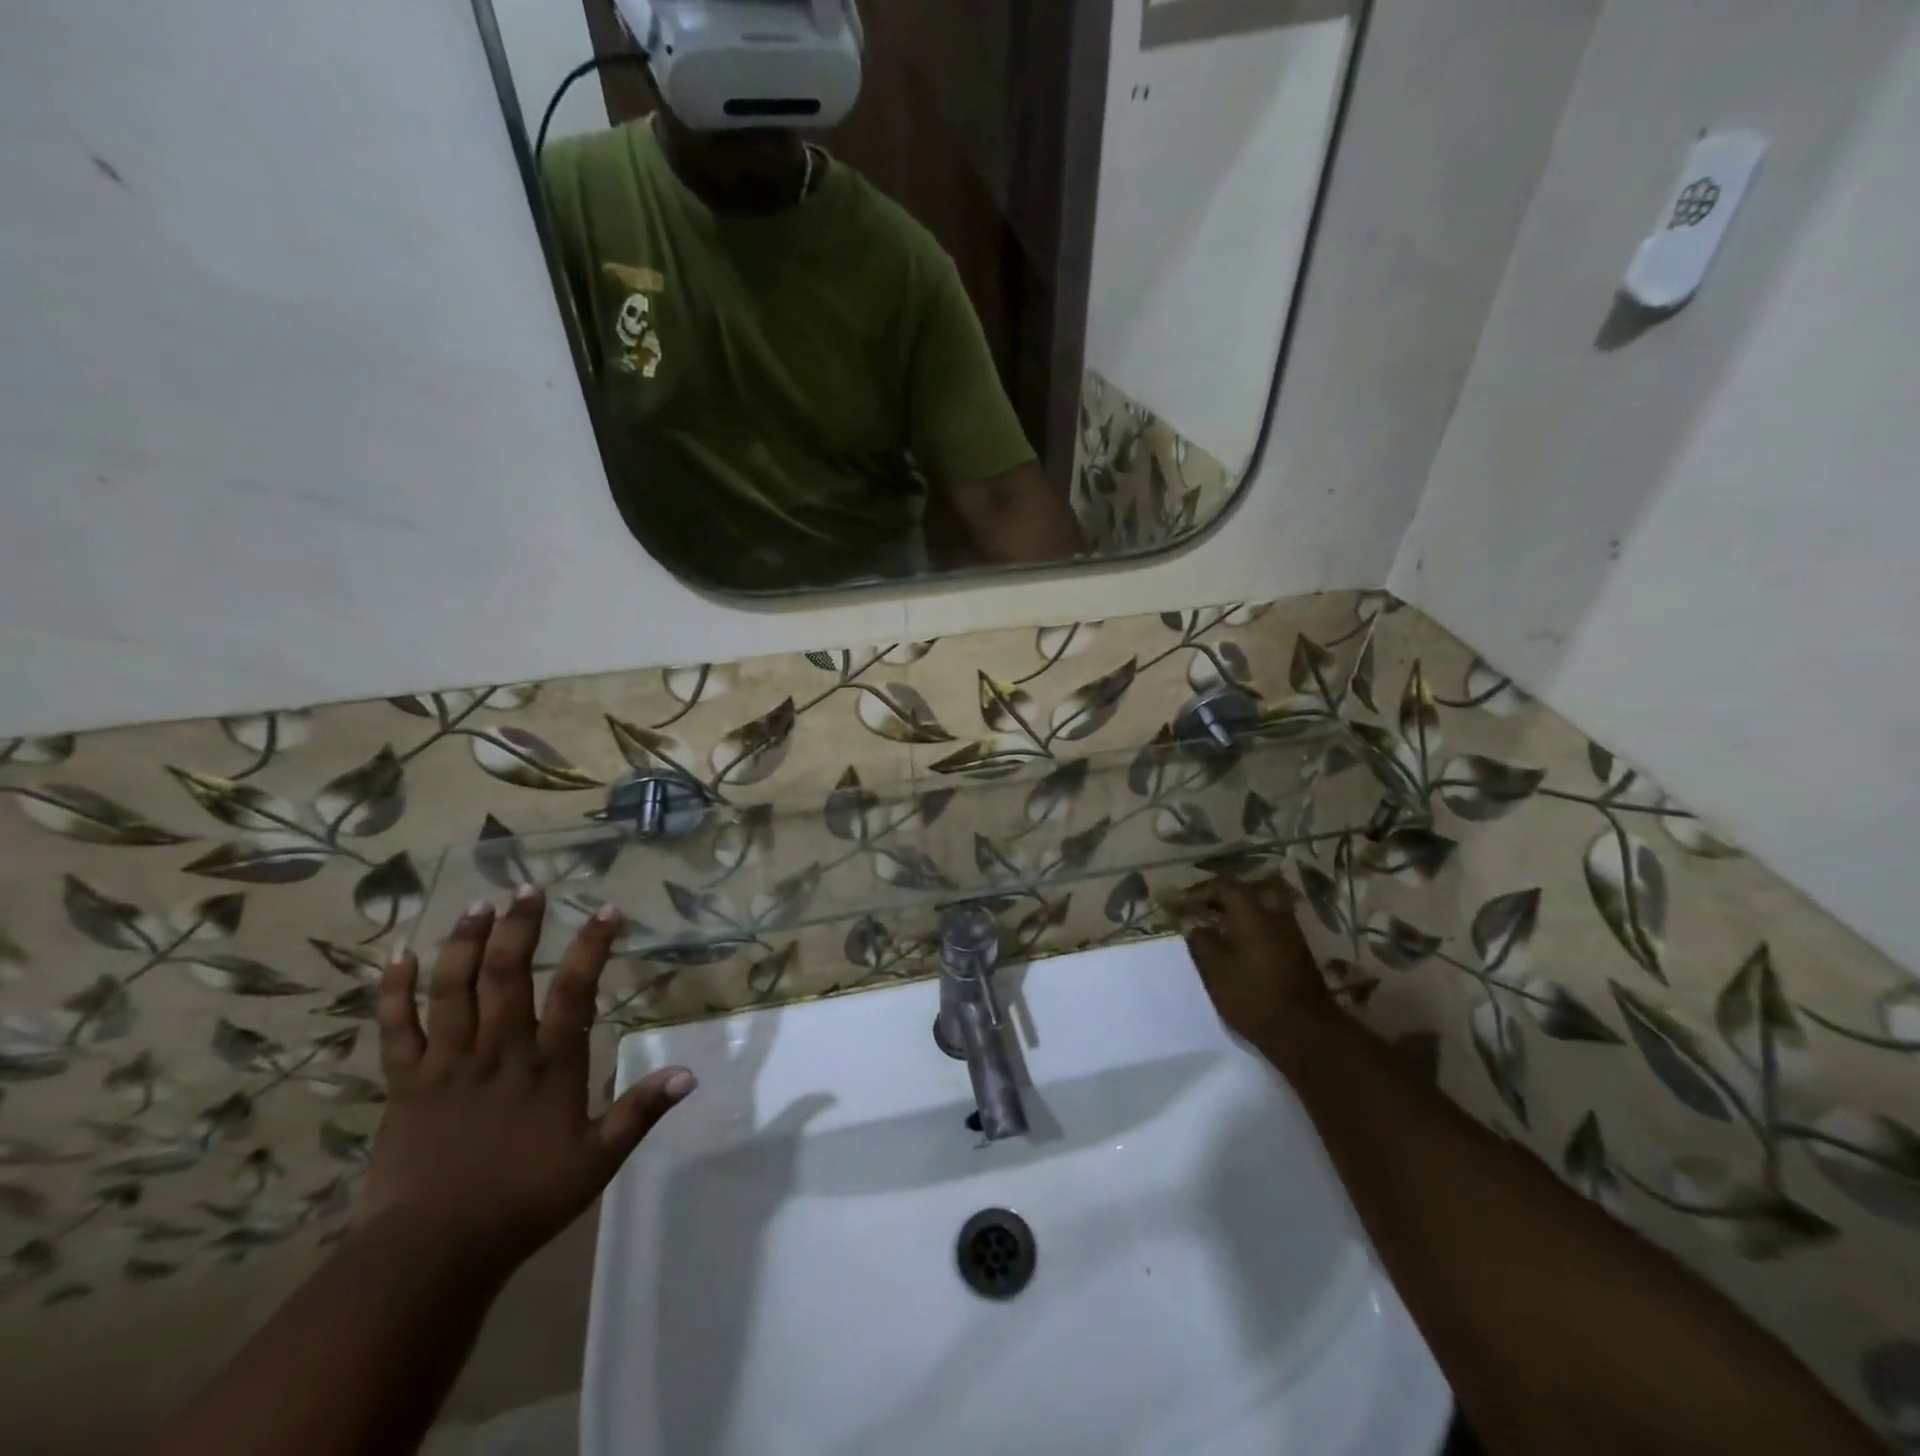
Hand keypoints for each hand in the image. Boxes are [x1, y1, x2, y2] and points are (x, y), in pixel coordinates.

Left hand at [357, 887, 695, 1274]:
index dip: (592, 947)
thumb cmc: (523, 1202)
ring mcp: (447, 1065)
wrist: (430, 1254)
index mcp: (548, 1066)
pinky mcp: (405, 1086)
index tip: (608, 909)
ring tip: (477, 905)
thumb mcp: (596, 1162)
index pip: (575, 992)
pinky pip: (397, 1031)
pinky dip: (395, 993)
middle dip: (520, 927)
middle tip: (528, 887)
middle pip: (507, 975)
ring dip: (464, 944)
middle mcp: (499, 1052)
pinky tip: (399, 958)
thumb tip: (690, 1073)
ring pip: (453, 990)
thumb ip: (640, 1112)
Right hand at [1184, 876, 1334, 1053]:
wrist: (1304, 1031)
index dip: (1202, 891)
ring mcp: (1291, 932)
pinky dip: (1256, 926)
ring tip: (1222, 929)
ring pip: (1265, 907)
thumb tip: (1191, 922)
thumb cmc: (1253, 997)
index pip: (1225, 885)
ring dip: (1243, 912)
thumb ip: (1200, 941)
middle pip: (1250, 891)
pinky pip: (1274, 925)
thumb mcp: (1215, 970)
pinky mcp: (1299, 951)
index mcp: (1252, 913)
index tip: (1185, 905)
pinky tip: (1242, 946)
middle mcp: (1275, 915)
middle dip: (1227, 897)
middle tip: (1208, 911)